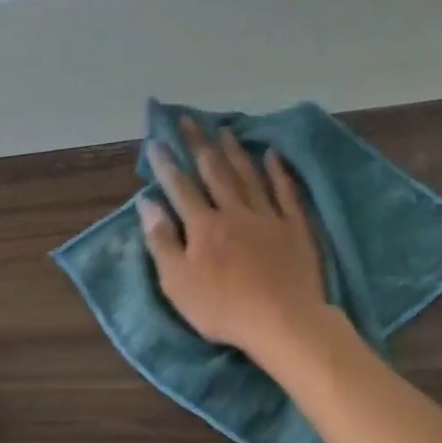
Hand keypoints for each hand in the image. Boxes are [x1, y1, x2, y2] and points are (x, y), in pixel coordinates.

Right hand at [138, 117, 329, 362]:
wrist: (283, 322)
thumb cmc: (222, 309)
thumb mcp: (177, 282)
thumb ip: (161, 241)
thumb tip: (146, 203)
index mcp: (204, 226)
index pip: (181, 188)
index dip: (167, 165)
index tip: (157, 140)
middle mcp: (234, 212)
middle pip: (215, 172)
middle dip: (199, 145)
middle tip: (189, 120)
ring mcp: (268, 218)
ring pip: (249, 176)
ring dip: (234, 151)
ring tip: (224, 129)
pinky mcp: (295, 228)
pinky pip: (285, 192)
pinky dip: (278, 172)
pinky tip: (273, 155)